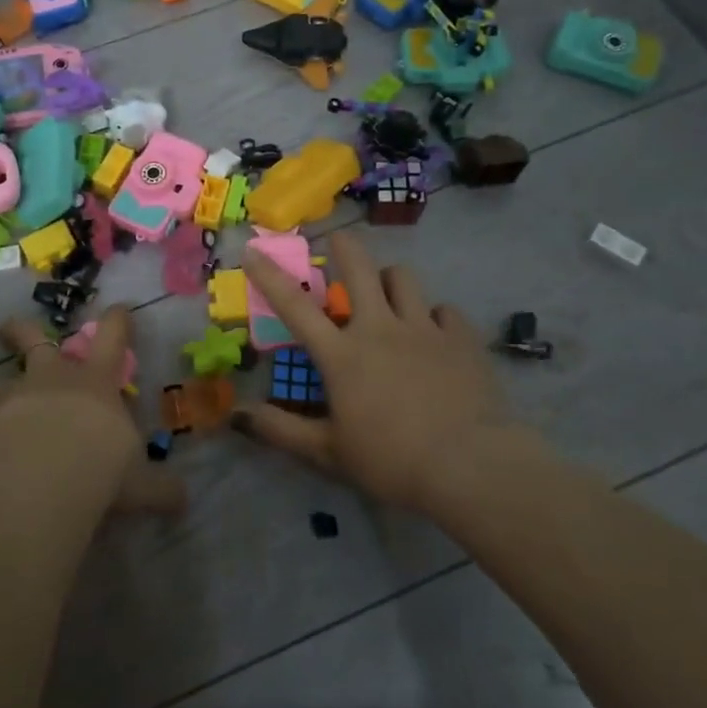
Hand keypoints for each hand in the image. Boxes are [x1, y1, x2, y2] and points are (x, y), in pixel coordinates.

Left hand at [0, 306, 185, 516]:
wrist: (44, 473)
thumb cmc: (102, 467)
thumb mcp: (140, 483)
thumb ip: (159, 489)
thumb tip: (182, 500)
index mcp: (97, 382)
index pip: (113, 337)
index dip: (118, 320)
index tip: (118, 309)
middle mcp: (53, 378)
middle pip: (35, 339)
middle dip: (23, 331)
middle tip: (10, 329)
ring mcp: (13, 394)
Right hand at [233, 230, 512, 512]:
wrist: (470, 466)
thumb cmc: (391, 461)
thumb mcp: (328, 453)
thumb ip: (281, 430)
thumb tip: (236, 414)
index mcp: (342, 355)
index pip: (295, 306)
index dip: (270, 275)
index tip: (254, 250)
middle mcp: (379, 328)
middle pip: (359, 267)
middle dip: (344, 246)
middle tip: (337, 241)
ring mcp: (424, 328)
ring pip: (402, 278)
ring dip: (388, 279)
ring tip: (387, 294)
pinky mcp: (461, 338)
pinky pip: (444, 310)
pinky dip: (434, 317)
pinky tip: (435, 335)